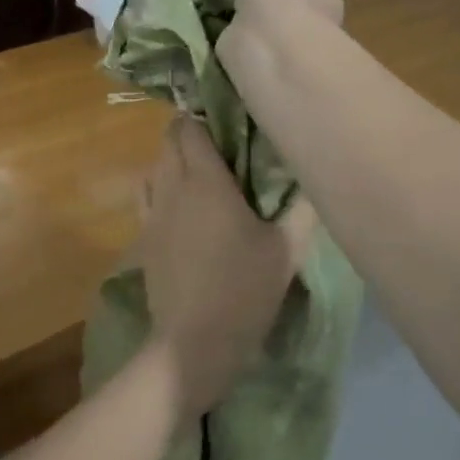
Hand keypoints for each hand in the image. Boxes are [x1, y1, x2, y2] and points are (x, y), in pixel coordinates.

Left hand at [138, 117, 315, 418]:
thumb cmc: (243, 290)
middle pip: (169, 140)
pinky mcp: (144, 239)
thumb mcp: (286, 250)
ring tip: (202, 170)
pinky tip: (181, 204)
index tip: (228, 116)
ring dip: (172, 158)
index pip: (191, 127)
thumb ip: (303, 208)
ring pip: (155, 166)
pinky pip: (147, 196)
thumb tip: (315, 177)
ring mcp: (153, 213)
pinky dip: (160, 186)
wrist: (193, 345)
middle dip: (189, 132)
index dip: (205, 114)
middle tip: (222, 142)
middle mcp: (172, 187)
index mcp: (205, 180)